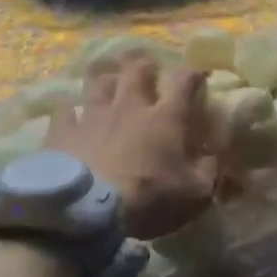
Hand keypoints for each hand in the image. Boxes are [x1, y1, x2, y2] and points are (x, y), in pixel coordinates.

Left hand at [45, 54, 216, 240]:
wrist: (87, 211)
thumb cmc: (148, 198)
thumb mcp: (194, 193)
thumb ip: (207, 170)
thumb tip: (213, 156)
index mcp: (165, 118)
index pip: (183, 81)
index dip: (193, 74)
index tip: (198, 75)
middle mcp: (129, 106)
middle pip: (137, 71)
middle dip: (145, 66)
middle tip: (148, 70)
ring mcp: (93, 115)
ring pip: (99, 82)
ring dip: (107, 78)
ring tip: (109, 80)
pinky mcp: (63, 131)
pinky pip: (64, 109)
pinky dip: (69, 107)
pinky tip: (69, 109)